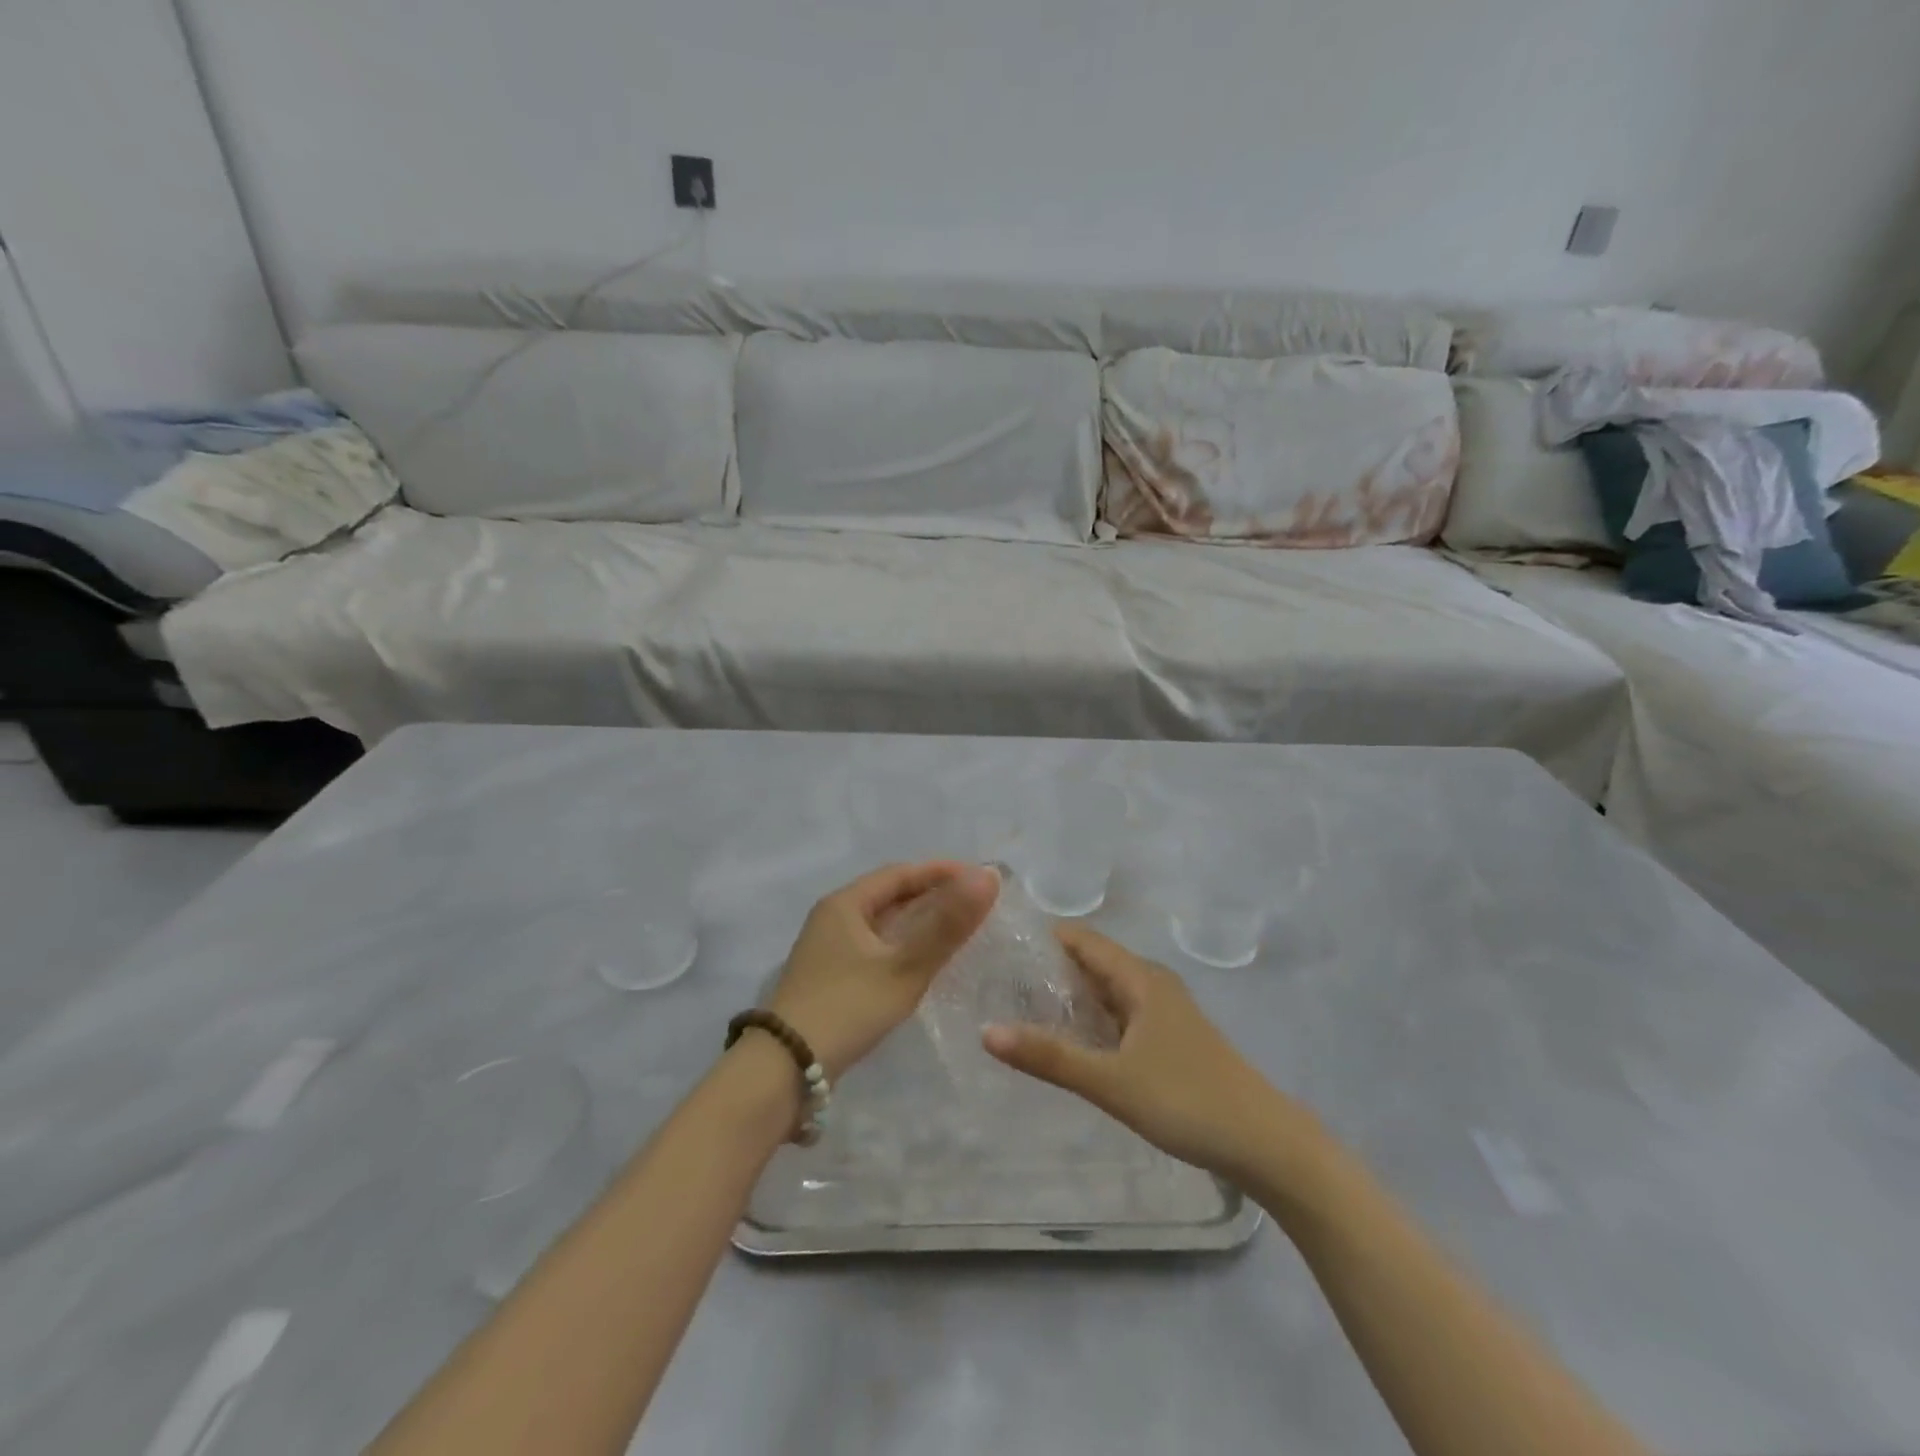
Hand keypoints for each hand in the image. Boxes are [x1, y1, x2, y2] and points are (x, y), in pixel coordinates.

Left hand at [767, 862, 998, 1079]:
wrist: (784, 1070)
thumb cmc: (847, 1008)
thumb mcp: (904, 966)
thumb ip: (947, 924)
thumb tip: (988, 876)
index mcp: (845, 904)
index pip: (901, 873)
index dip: (942, 872)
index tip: (981, 879)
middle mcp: (834, 918)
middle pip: (890, 896)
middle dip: (933, 895)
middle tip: (976, 905)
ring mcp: (829, 949)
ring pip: (883, 924)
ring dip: (920, 923)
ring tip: (958, 931)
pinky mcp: (830, 978)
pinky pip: (876, 948)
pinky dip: (904, 947)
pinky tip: (925, 964)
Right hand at [983, 924, 1316, 1183]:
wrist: (1265, 1143)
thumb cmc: (1187, 1100)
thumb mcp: (1111, 1081)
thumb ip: (1050, 1057)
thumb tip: (987, 1032)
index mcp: (1141, 978)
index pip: (1082, 939)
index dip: (1042, 938)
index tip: (1000, 947)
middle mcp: (1152, 984)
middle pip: (1092, 963)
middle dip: (1049, 970)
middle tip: (998, 983)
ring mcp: (1164, 1012)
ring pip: (1107, 992)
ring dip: (1070, 997)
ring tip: (1021, 1010)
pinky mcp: (1170, 1039)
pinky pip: (1120, 1015)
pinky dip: (1092, 1020)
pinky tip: (1070, 1042)